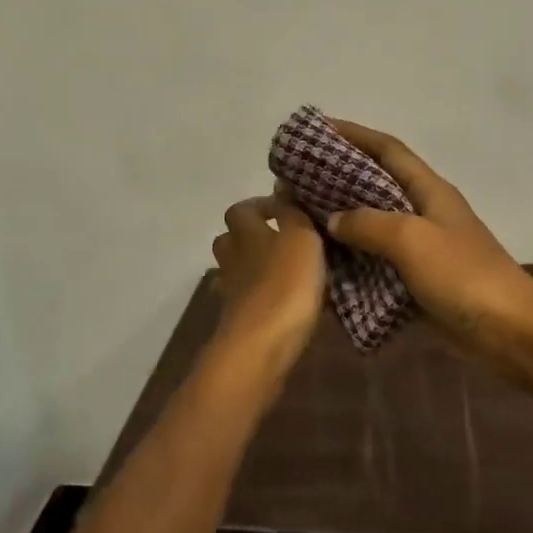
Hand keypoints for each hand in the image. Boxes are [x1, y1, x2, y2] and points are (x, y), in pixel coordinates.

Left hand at [210, 192, 325, 368]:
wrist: (261, 347)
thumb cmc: (285, 284)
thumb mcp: (301, 238)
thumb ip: (292, 212)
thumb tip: (281, 185)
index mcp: (246, 232)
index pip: (242, 209)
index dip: (262, 205)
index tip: (288, 209)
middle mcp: (233, 258)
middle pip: (231, 239)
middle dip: (253, 235)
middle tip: (285, 238)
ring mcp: (232, 291)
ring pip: (239, 269)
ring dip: (258, 266)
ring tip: (290, 270)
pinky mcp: (238, 321)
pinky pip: (249, 298)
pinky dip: (262, 296)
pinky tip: (286, 302)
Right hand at [325, 120, 532, 358]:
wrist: (510, 332)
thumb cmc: (463, 275)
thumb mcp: (412, 240)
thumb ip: (369, 224)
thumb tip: (334, 219)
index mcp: (429, 190)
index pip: (387, 149)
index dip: (354, 134)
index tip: (317, 129)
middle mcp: (425, 210)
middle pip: (377, 183)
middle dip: (339, 176)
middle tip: (298, 177)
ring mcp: (424, 246)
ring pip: (374, 223)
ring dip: (343, 218)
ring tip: (303, 217)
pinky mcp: (420, 279)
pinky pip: (379, 260)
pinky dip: (354, 258)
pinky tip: (326, 264)